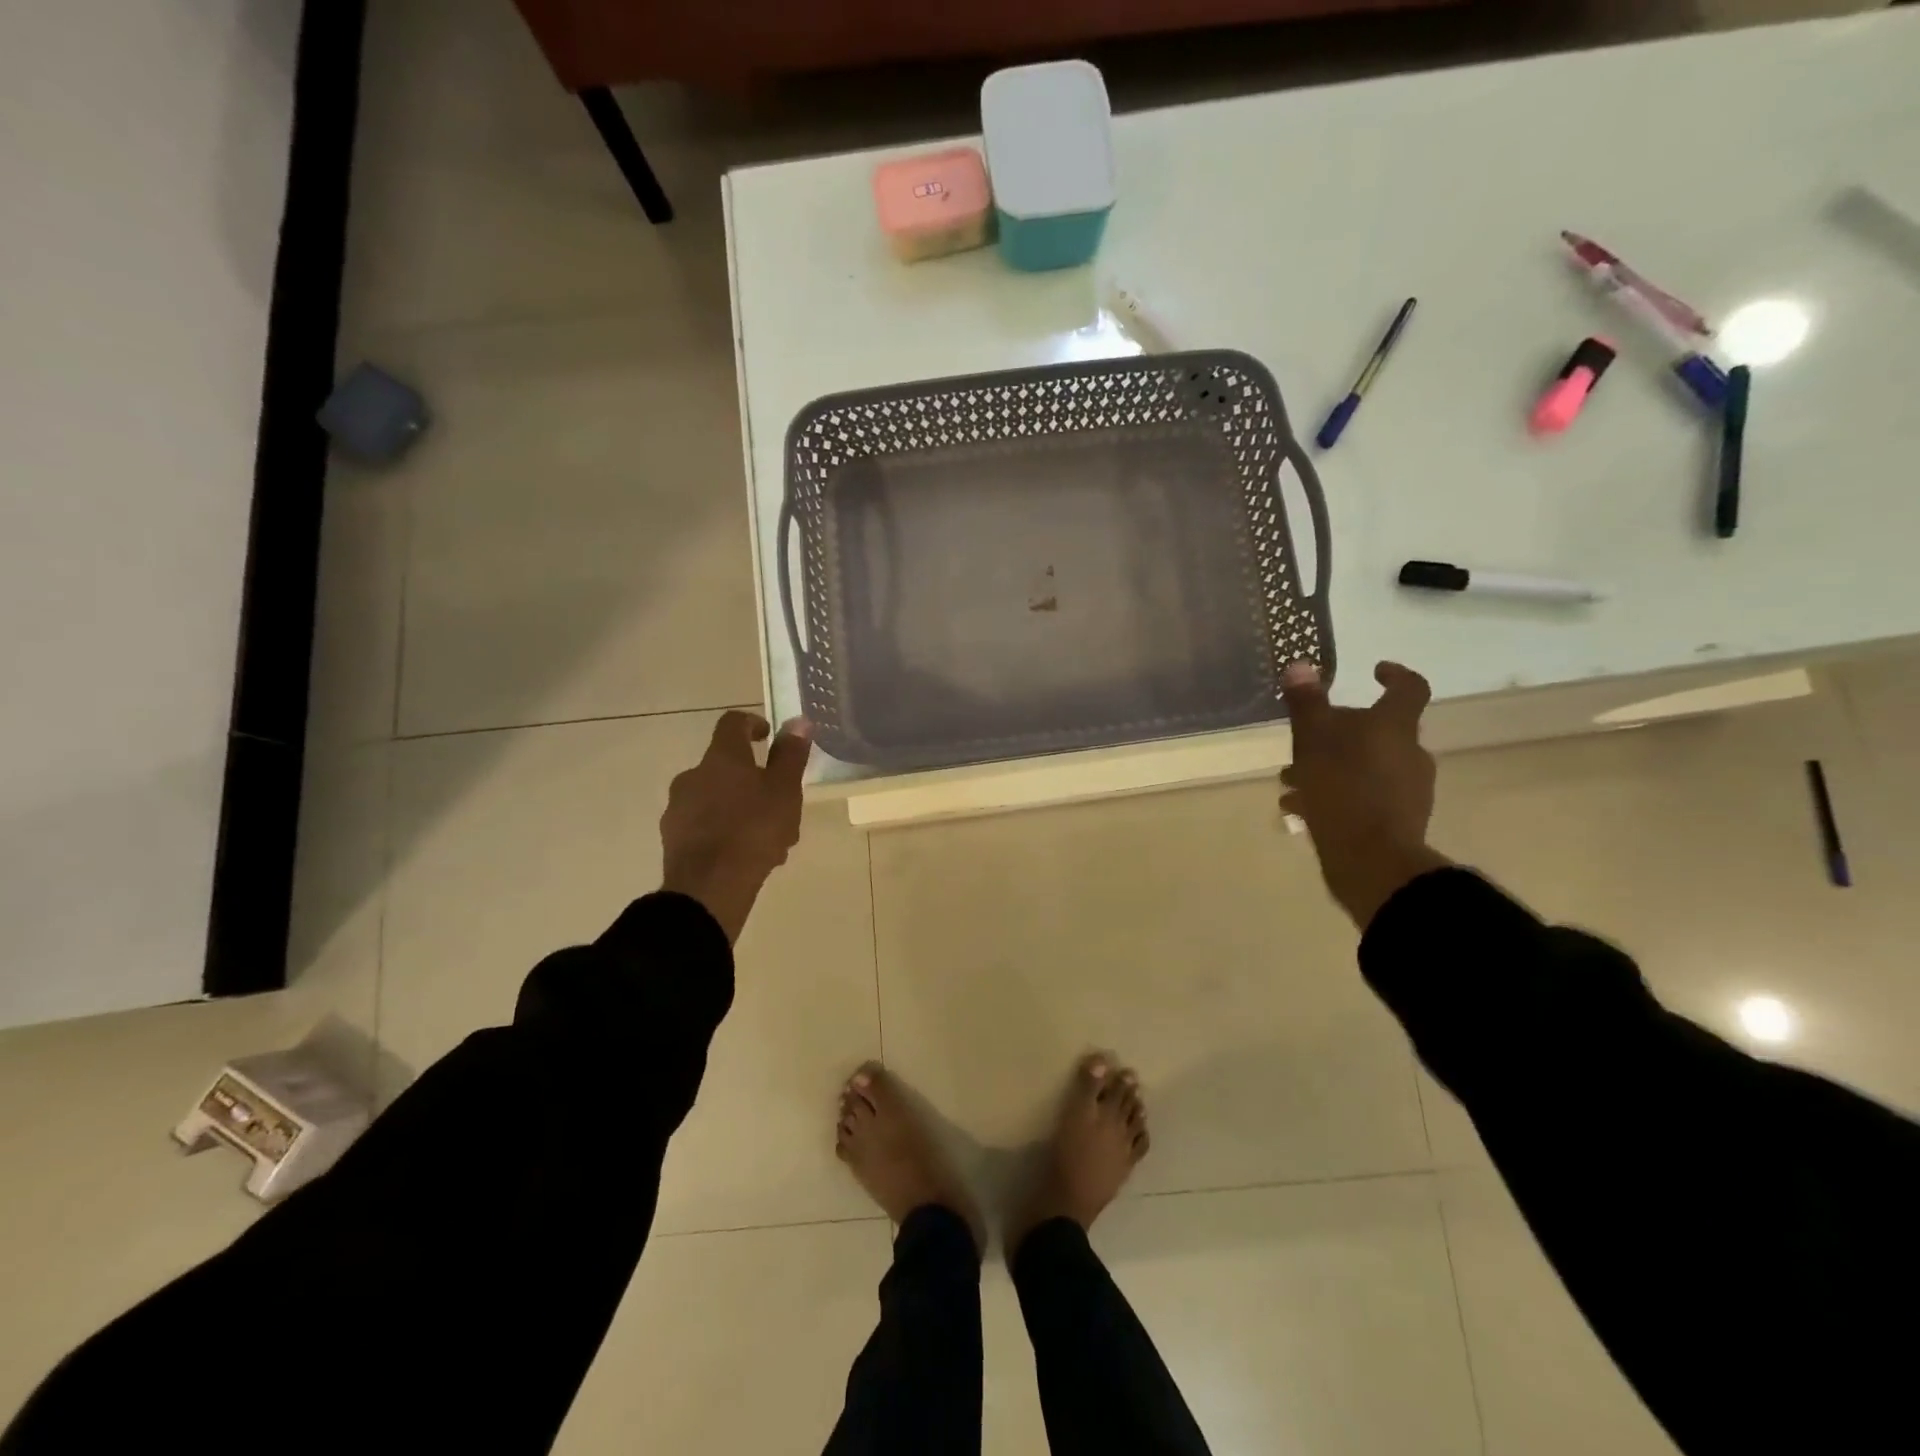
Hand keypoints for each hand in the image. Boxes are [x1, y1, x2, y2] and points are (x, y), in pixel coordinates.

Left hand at [660, 711, 812, 944]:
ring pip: (717, 798)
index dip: (752, 724)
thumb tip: (798, 721)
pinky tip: (747, 854)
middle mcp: (693, 774)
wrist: (709, 887)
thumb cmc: (753, 830)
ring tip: (770, 837)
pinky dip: (726, 830)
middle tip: (779, 801)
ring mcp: (678, 807)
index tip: (769, 737)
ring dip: (741, 807)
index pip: (732, 723)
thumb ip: (791, 754)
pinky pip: (705, 824)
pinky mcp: (673, 838)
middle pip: (725, 766)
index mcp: (721, 757)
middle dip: (753, 779)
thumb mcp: (785, 790)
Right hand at [1280, 660, 1450, 930]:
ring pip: (1366, 765)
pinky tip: (1301, 809)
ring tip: (1292, 782)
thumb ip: (1307, 704)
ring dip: (1331, 767)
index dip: (1394, 675)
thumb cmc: (1342, 790)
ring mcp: (1407, 790)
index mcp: (1395, 729)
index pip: (1409, 689)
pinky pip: (1363, 796)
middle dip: (1339, 732)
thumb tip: (1300, 665)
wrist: (1372, 862)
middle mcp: (1409, 755)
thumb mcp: (1314, 741)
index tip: (1375, 671)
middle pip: (1379, 731)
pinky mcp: (1396, 821)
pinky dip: (1336, 795)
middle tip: (1306, 739)